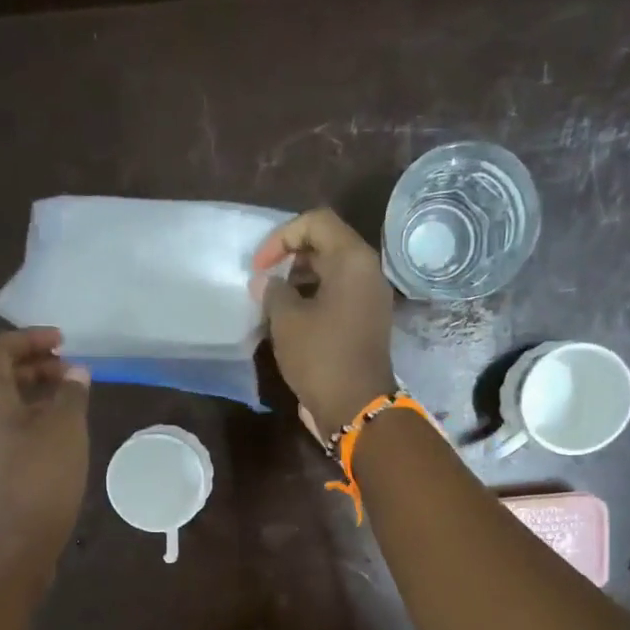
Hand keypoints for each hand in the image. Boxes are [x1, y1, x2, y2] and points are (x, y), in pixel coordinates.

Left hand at [0, 328, 90, 602]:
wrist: (9, 553)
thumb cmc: (37, 484)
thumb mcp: (64, 432)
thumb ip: (71, 396)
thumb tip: (75, 372)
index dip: (26, 339)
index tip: (62, 341)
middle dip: (35, 367)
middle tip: (72, 371)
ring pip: (7, 410)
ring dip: (38, 398)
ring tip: (74, 403)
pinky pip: (12, 436)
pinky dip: (37, 426)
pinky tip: (64, 441)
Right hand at [252, 208, 396, 438]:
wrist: (356, 407)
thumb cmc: (320, 357)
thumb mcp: (286, 320)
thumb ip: (273, 291)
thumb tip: (267, 282)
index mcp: (352, 260)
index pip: (316, 222)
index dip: (281, 237)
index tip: (260, 266)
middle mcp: (367, 272)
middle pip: (326, 245)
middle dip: (290, 258)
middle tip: (264, 282)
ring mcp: (369, 298)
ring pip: (331, 272)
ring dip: (299, 281)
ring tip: (272, 303)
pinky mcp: (365, 322)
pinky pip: (337, 296)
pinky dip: (313, 300)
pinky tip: (289, 321)